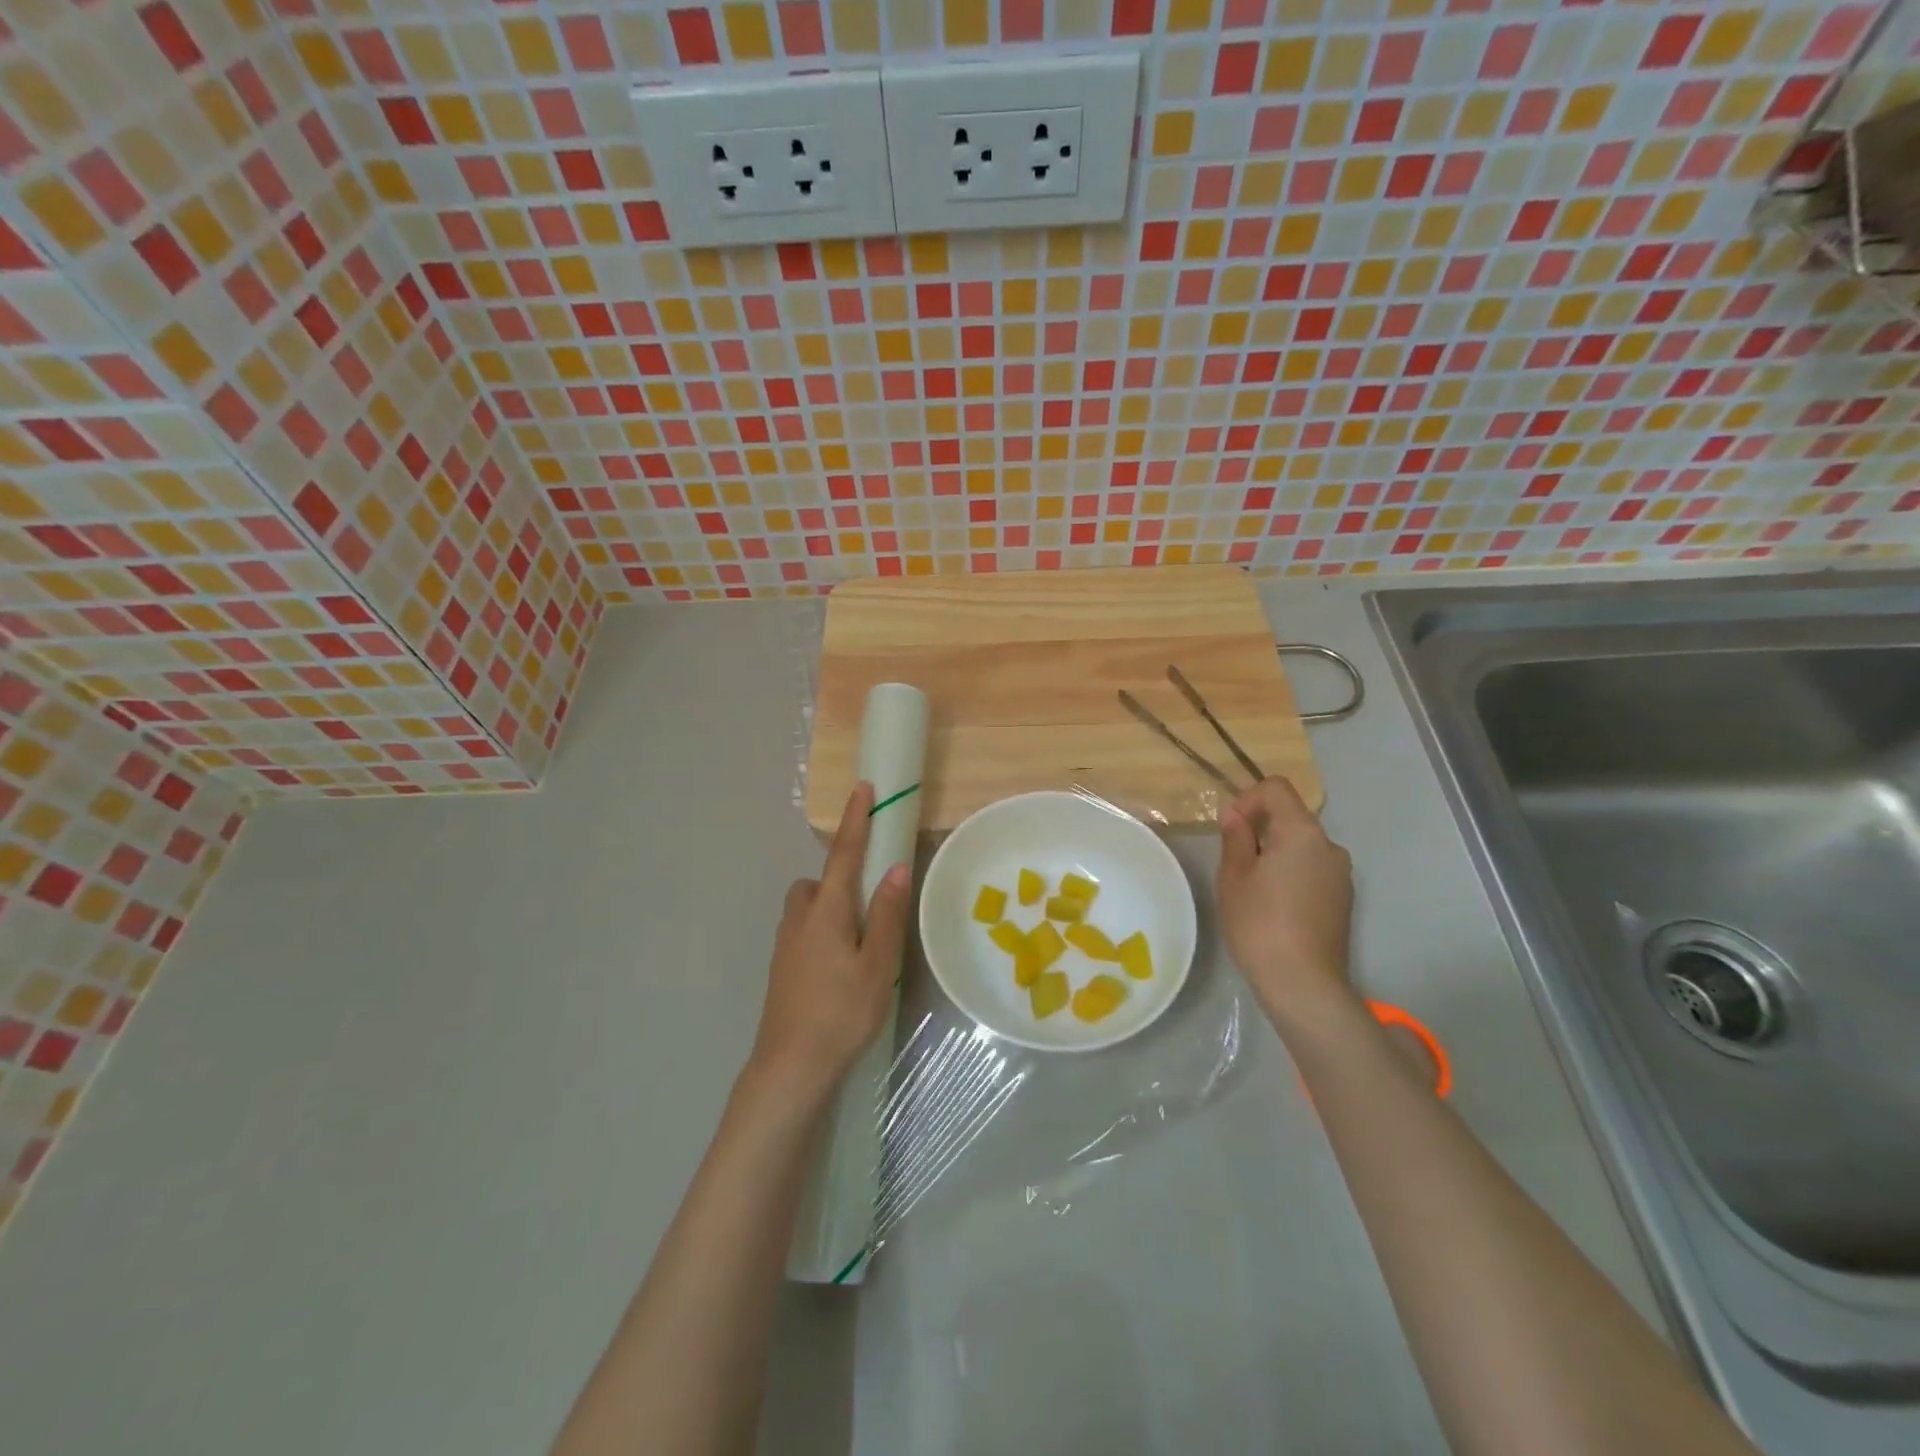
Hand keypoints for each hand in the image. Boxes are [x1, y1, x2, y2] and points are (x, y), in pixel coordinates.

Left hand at [747, 783, 911, 1100]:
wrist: (790, 1067)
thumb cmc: (841, 1012)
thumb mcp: (877, 964)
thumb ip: (886, 914)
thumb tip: (896, 868)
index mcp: (826, 911)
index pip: (843, 854)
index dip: (855, 820)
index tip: (862, 788)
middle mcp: (800, 919)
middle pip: (817, 882)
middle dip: (839, 878)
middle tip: (870, 906)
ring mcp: (785, 945)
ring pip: (807, 908)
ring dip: (829, 907)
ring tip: (858, 941)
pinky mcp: (781, 969)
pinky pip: (803, 932)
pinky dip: (821, 932)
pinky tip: (839, 967)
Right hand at [1216, 777, 1356, 1032]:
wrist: (1303, 983)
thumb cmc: (1260, 923)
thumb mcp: (1234, 876)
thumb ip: (1235, 837)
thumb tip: (1235, 814)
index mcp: (1302, 832)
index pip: (1276, 789)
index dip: (1248, 799)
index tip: (1229, 829)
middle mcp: (1329, 846)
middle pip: (1290, 817)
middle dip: (1259, 830)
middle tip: (1233, 863)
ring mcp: (1341, 875)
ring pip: (1301, 846)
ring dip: (1275, 854)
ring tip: (1252, 889)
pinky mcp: (1343, 900)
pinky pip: (1312, 870)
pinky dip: (1291, 874)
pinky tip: (1274, 907)